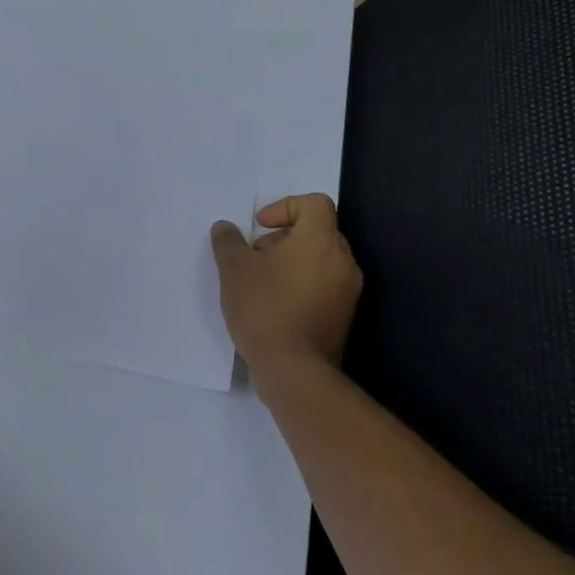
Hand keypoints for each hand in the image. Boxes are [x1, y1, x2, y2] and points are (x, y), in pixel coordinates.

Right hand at [210, 194, 362, 385]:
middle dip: (285, 236)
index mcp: (320, 241)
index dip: (285, 206)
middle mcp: (342, 261)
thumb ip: (228, 241)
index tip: (261, 227)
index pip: (314, 204)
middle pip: (318, 231)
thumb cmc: (264, 308)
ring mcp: (348, 291)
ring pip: (322, 259)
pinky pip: (325, 284)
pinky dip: (304, 283)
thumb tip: (225, 227)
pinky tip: (276, 304)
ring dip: (293, 261)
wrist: (294, 370)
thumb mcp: (233, 268)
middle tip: (257, 255)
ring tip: (263, 282)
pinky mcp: (345, 316)